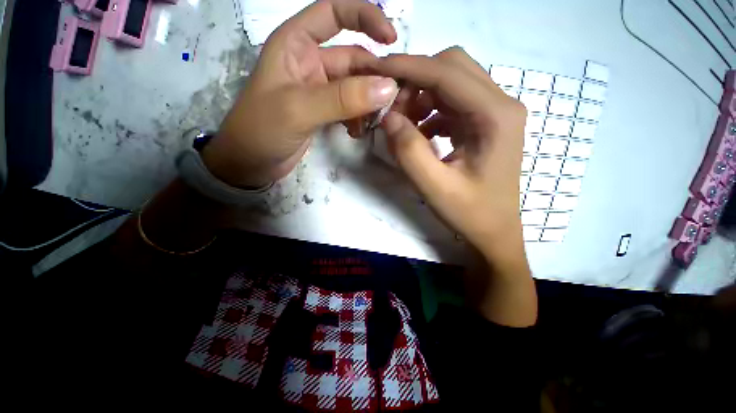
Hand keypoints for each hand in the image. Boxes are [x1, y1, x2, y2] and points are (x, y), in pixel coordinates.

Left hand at [202, 0, 399, 187]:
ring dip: (369, 101)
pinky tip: (360, 131)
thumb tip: (388, 88)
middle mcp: (310, 63)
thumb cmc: (262, 129)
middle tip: (395, 98)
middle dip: (375, 76)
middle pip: (353, 58)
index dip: (365, 17)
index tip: (391, 39)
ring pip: (354, 87)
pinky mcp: (324, 113)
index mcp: (296, 44)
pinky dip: (359, 118)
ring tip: (380, 120)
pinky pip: (350, 108)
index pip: (334, 14)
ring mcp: (319, 91)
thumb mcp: (300, 109)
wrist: (250, 163)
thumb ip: (343, 98)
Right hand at [375, 47, 527, 271]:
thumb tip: (388, 117)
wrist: (494, 231)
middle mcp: (500, 104)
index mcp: (495, 116)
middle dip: (415, 81)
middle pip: (451, 67)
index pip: (446, 72)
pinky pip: (452, 103)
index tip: (377, 69)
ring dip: (421, 97)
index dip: (408, 67)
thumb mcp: (434, 187)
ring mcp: (494, 112)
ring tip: (404, 126)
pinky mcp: (484, 123)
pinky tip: (421, 135)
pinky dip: (430, 111)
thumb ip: (408, 151)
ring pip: (450, 82)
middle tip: (392, 111)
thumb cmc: (470, 213)